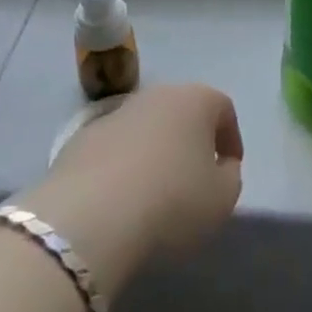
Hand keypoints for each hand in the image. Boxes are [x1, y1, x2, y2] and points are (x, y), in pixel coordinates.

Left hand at [16, 84, 243, 299]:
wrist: (91, 216)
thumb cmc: (172, 201)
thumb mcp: (222, 198)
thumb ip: (230, 176)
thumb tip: (220, 166)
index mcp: (195, 99)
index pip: (223, 108)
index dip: (230, 138)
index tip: (229, 169)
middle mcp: (155, 95)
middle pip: (181, 112)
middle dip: (191, 140)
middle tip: (194, 179)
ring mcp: (115, 113)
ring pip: (145, 128)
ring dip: (155, 152)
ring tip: (155, 194)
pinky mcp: (81, 138)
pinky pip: (114, 148)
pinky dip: (122, 166)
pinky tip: (120, 200)